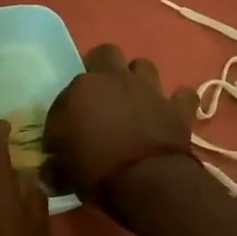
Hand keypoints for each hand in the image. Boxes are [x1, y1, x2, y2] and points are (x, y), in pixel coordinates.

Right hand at [44, 44, 198, 214]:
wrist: (148, 181)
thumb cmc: (97, 171)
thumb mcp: (64, 169)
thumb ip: (57, 159)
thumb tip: (52, 162)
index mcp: (82, 88)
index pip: (67, 89)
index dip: (67, 108)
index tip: (67, 129)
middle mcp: (115, 79)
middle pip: (106, 53)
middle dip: (102, 67)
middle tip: (99, 94)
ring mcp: (149, 90)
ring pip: (143, 65)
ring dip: (138, 78)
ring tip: (134, 98)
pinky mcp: (177, 108)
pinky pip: (183, 96)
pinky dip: (178, 102)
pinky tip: (172, 111)